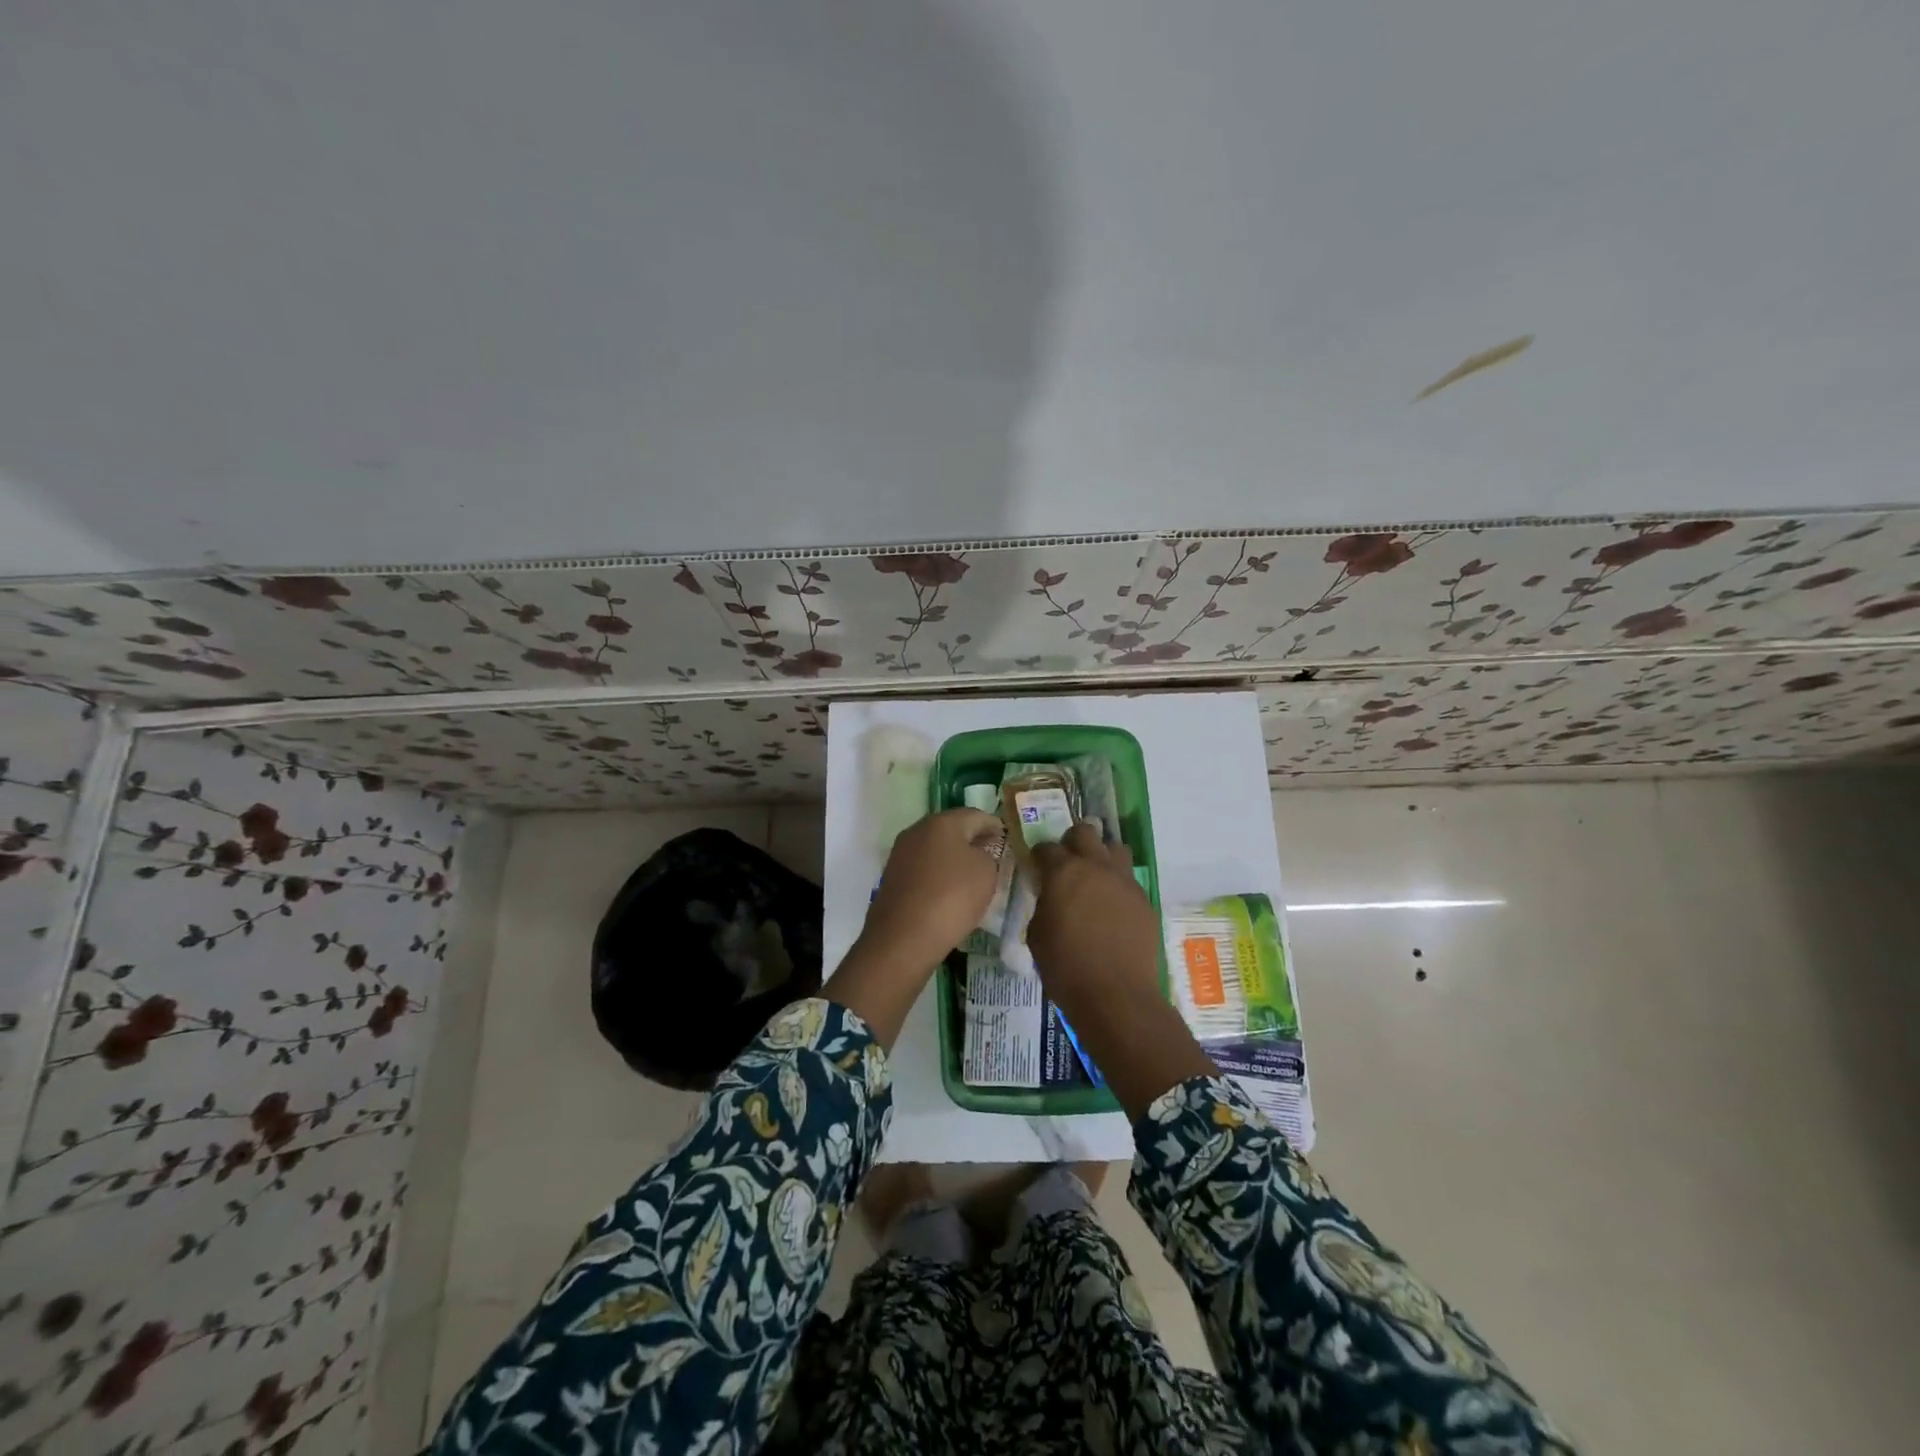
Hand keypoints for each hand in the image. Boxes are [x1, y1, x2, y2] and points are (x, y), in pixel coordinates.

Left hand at [826, 808, 1003, 1047]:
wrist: (903, 938)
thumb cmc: (952, 897)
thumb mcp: (986, 872)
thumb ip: (989, 854)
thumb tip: (979, 852)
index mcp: (942, 822)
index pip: (977, 815)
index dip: (995, 826)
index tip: (1008, 840)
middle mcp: (917, 830)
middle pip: (952, 829)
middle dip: (973, 840)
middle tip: (993, 856)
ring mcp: (901, 854)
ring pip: (936, 849)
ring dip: (954, 858)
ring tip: (974, 877)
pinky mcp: (892, 878)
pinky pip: (923, 869)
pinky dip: (939, 875)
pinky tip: (949, 892)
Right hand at [1029, 822, 1216, 1117]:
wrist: (1116, 995)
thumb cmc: (1065, 967)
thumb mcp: (1037, 934)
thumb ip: (1043, 905)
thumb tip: (1050, 897)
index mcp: (1064, 872)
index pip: (1046, 847)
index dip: (1039, 856)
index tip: (1037, 867)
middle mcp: (1096, 866)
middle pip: (1085, 832)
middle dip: (1073, 842)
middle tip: (1067, 865)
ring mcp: (1124, 881)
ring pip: (1115, 848)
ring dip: (1102, 857)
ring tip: (1094, 879)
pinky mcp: (1144, 900)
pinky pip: (1129, 880)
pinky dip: (1118, 886)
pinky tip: (1112, 910)